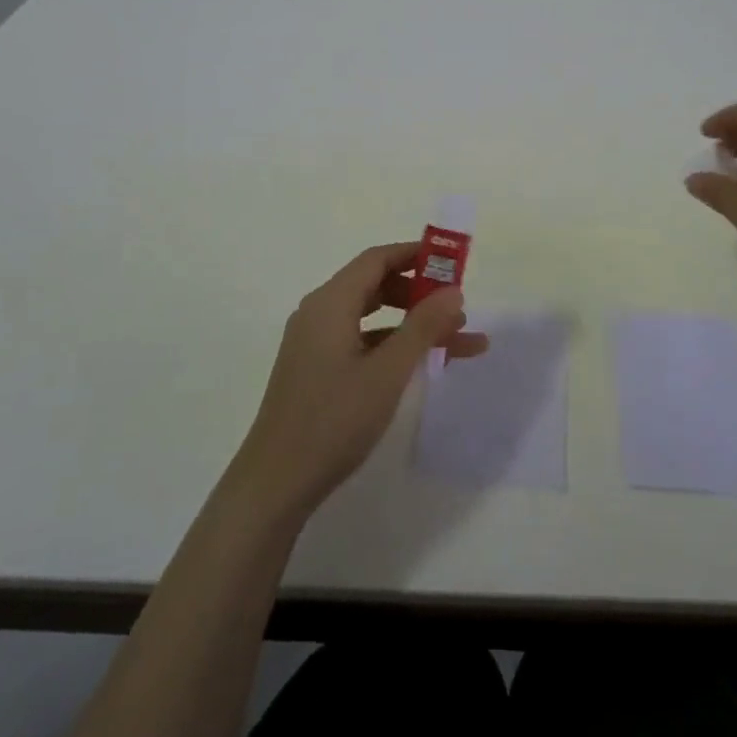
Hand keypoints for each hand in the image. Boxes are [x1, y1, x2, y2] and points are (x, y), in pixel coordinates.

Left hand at [232, 242, 488, 517]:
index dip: (415, 255)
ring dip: (413, 324)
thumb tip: (453, 291)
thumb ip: (422, 327)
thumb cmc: (334, 419)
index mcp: (330, 303)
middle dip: (420, 292)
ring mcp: (315, 342)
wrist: (278, 481)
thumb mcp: (387, 372)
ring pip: (372, 317)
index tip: (453, 262)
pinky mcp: (317, 368)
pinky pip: (362, 342)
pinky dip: (393, 346)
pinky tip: (424, 364)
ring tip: (457, 338)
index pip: (377, 259)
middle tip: (458, 307)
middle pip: (375, 285)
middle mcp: (319, 313)